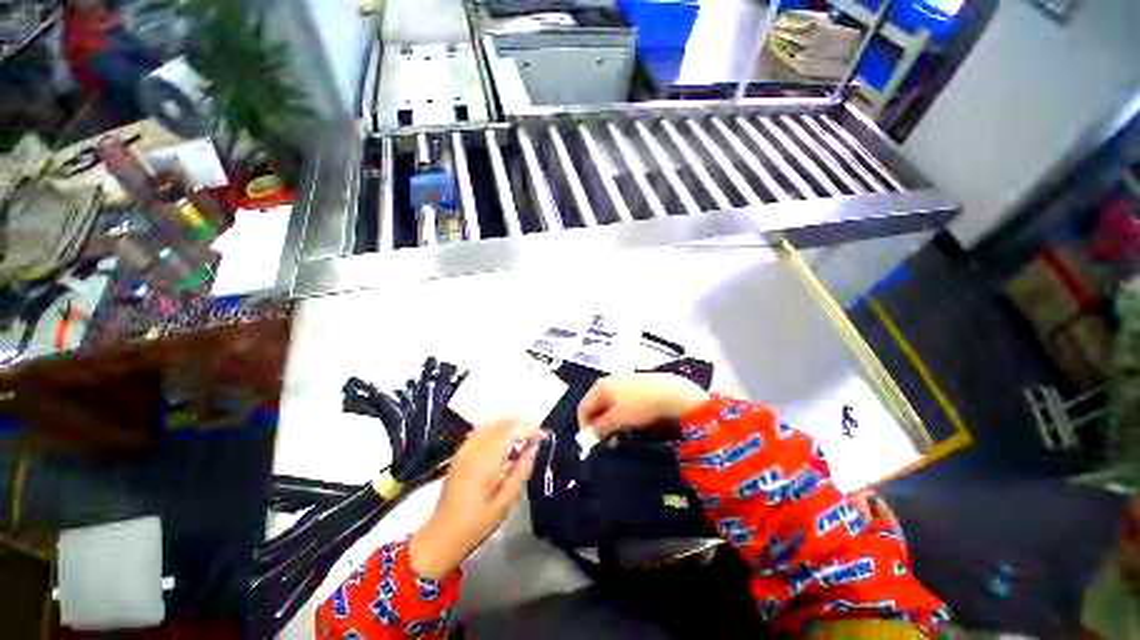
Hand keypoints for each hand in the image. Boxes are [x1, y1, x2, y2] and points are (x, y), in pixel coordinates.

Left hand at [409, 419, 539, 579]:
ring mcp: (464, 450)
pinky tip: (503, 442)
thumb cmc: (476, 523)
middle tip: (535, 437)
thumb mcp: (505, 502)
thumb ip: (520, 472)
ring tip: (522, 438)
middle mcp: (473, 449)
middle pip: (500, 424)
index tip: (542, 436)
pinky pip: (480, 432)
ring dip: (508, 426)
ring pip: (490, 424)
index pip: (510, 431)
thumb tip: (532, 449)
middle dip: (520, 425)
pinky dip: (494, 430)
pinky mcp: (459, 454)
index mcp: (485, 461)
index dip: (528, 429)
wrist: (441, 536)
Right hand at [577, 373, 709, 438]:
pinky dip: (622, 417)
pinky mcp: (635, 388)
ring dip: (611, 424)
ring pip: (610, 408)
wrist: (671, 393)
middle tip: (608, 443)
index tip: (592, 444)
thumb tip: (588, 437)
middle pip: (597, 408)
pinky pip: (622, 404)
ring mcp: (623, 384)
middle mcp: (609, 383)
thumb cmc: (640, 405)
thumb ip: (600, 429)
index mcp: (600, 387)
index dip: (585, 427)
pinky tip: (632, 426)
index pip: (583, 408)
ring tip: (621, 437)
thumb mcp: (618, 419)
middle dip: (600, 427)